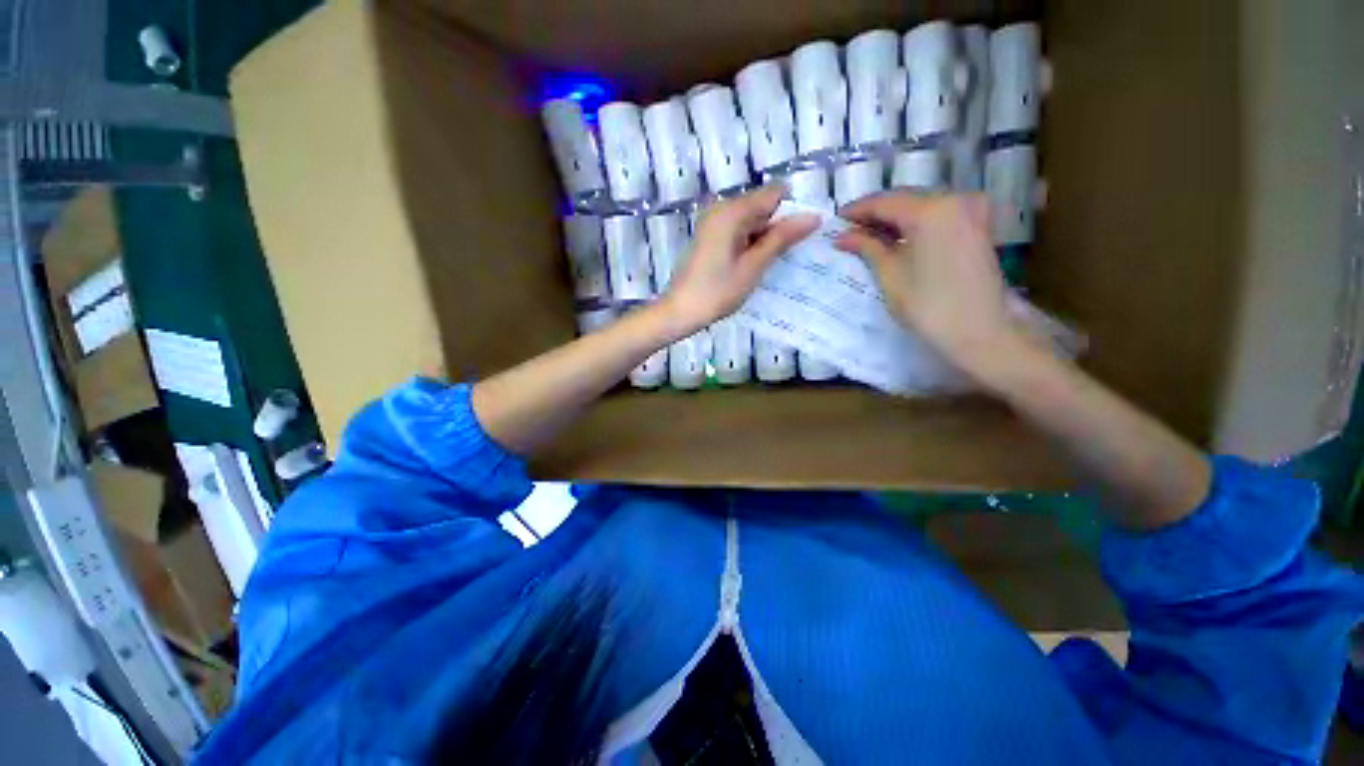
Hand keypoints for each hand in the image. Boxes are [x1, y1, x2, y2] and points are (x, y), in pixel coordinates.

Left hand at [659, 185, 818, 335]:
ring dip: (764, 237)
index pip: (775, 193)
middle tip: (783, 257)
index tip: (798, 238)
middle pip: (762, 205)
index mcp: (732, 210)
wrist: (680, 311)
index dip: (792, 211)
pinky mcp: (710, 235)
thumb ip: (782, 238)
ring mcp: (713, 221)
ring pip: (752, 219)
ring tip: (767, 264)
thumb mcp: (753, 266)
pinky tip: (752, 264)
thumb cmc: (717, 291)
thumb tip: (813, 216)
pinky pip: (738, 230)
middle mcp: (721, 207)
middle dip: (778, 226)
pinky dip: (750, 243)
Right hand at [835, 192, 1017, 377]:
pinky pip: (938, 214)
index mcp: (931, 209)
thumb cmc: (928, 305)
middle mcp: (955, 199)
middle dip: (876, 212)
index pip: (884, 201)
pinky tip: (896, 237)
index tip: (835, 220)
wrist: (980, 331)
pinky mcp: (977, 225)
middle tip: (849, 228)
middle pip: (905, 198)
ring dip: (894, 217)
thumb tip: (841, 236)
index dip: (857, 210)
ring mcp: (971, 210)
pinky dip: (914, 222)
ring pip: (922, 204)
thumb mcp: (890, 274)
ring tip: (868, 234)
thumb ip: (867, 247)